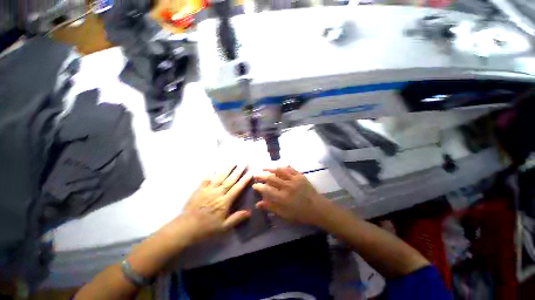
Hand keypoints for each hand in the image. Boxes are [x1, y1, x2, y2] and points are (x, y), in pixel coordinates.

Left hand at [177, 165, 251, 244]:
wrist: (185, 228)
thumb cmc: (206, 228)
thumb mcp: (223, 227)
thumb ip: (236, 218)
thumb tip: (249, 212)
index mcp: (224, 202)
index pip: (237, 188)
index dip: (244, 180)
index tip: (250, 173)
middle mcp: (217, 193)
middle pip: (230, 180)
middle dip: (238, 170)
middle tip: (244, 162)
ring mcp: (208, 190)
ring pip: (219, 177)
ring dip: (227, 169)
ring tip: (233, 162)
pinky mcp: (199, 189)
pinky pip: (206, 179)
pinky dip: (211, 173)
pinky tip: (215, 168)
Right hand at [253, 166, 325, 225]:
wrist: (317, 208)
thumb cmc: (300, 213)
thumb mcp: (284, 214)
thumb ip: (271, 207)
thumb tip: (258, 204)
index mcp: (283, 198)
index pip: (267, 190)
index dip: (259, 187)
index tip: (254, 185)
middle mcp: (287, 186)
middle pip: (271, 178)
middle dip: (262, 176)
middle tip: (256, 174)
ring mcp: (294, 179)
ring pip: (279, 171)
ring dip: (270, 169)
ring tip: (263, 168)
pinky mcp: (300, 176)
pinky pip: (289, 169)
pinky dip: (282, 167)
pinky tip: (277, 167)